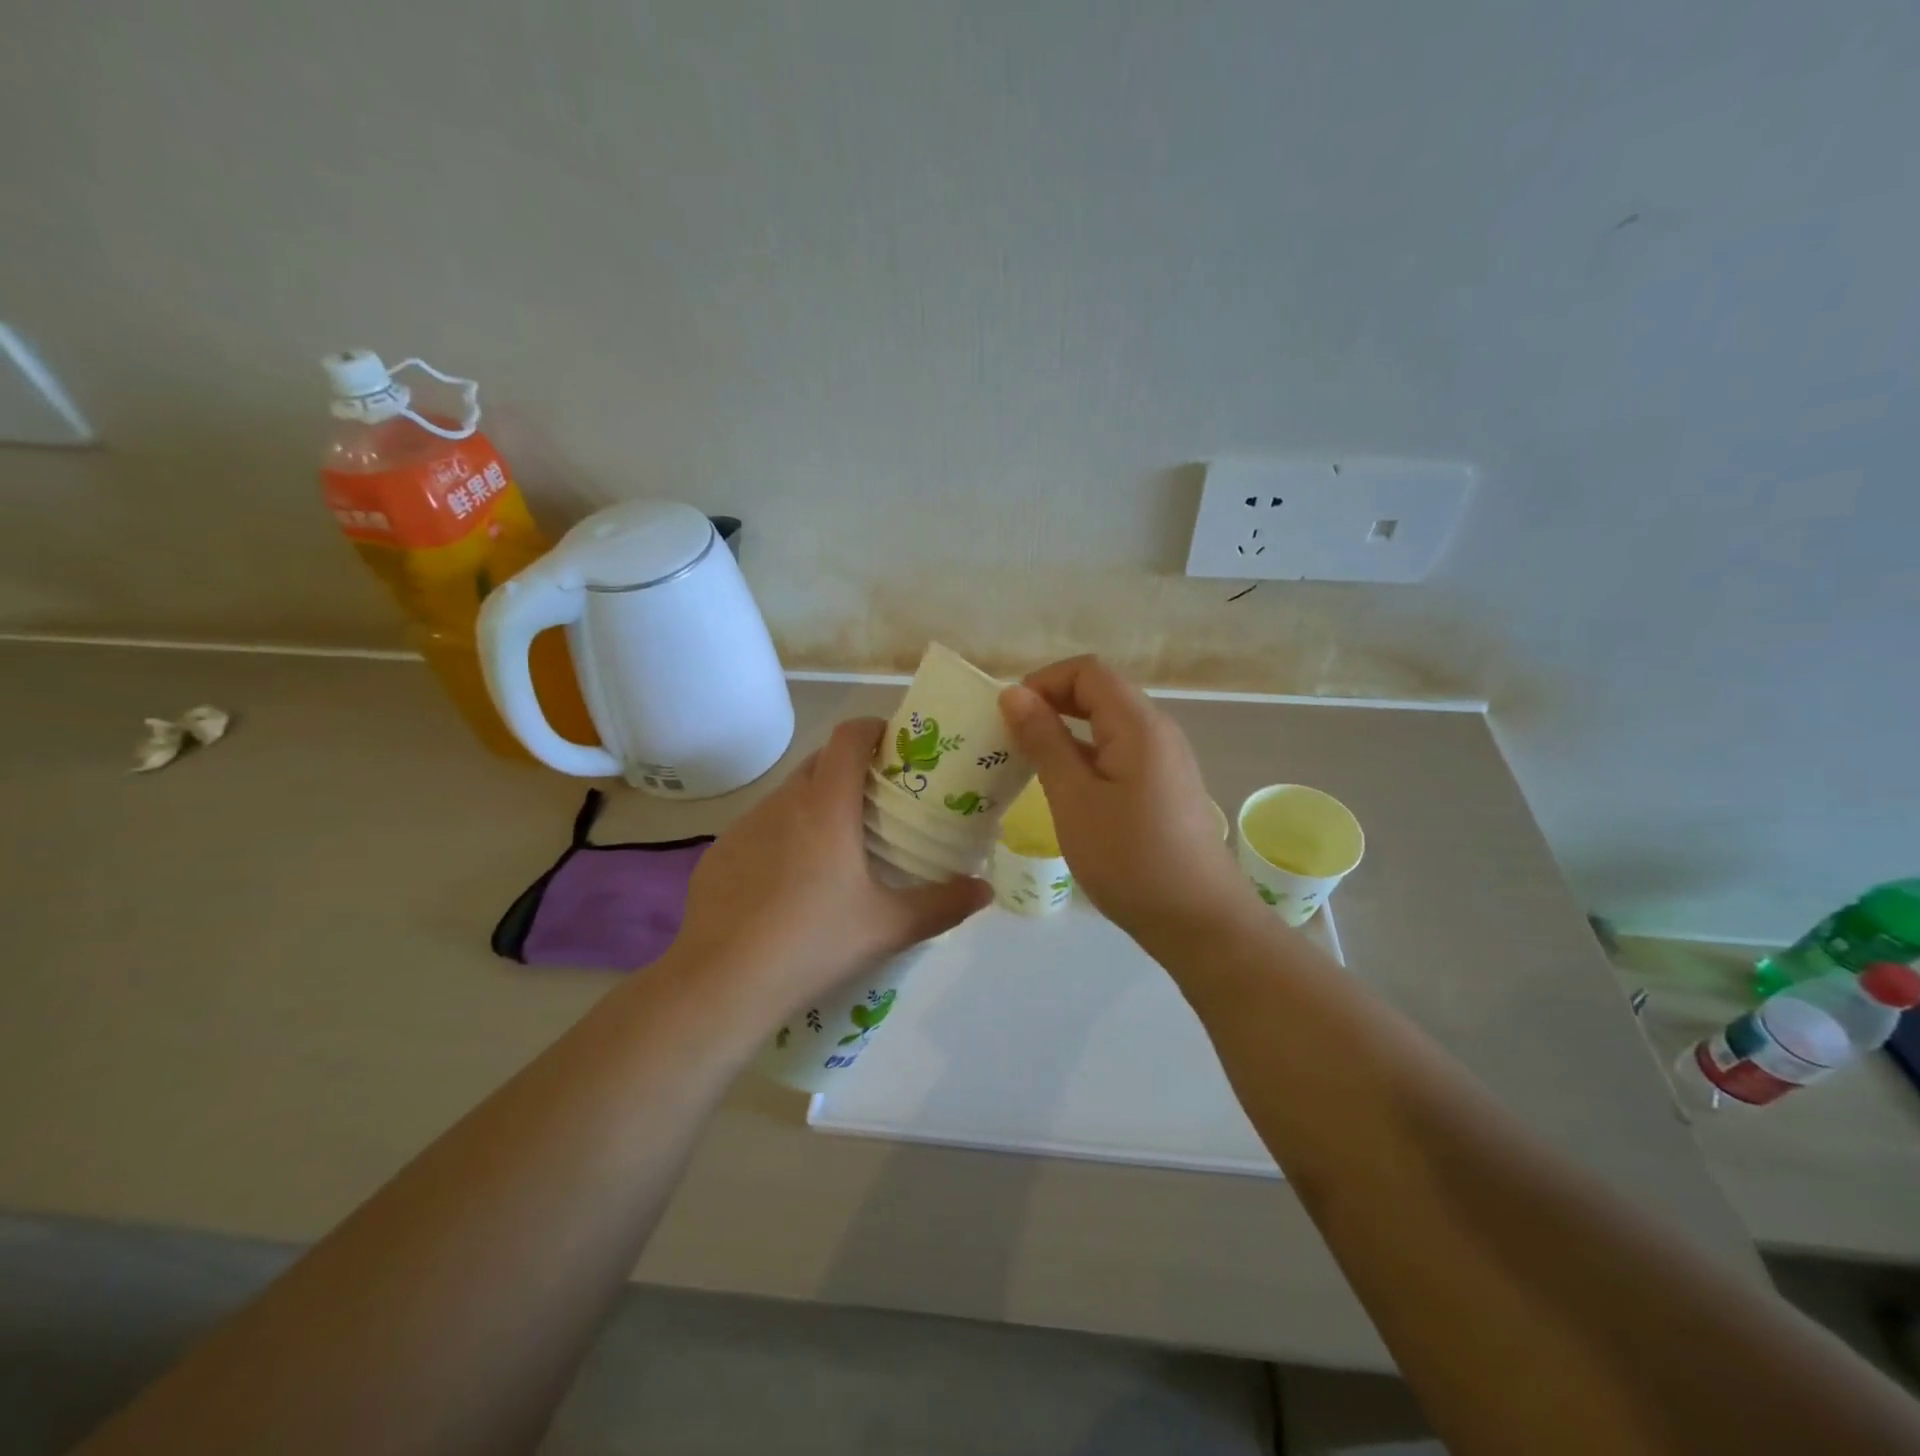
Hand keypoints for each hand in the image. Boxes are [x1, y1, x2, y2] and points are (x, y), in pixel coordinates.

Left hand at [674, 718, 990, 1014]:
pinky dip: (783, 835)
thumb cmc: (814, 942)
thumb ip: (943, 904)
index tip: (896, 747)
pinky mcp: (720, 853)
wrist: (722, 982)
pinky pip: (760, 827)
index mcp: (826, 806)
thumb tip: (985, 889)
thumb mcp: (888, 927)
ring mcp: (745, 826)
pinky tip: (789, 882)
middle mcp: (783, 802)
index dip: (873, 728)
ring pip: (788, 795)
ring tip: (836, 846)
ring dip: (815, 803)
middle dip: (850, 768)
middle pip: (820, 761)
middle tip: (878, 803)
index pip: (848, 737)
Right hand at [999, 656, 1244, 945]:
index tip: (1009, 716)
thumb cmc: (1130, 858)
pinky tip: (1066, 790)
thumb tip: (1014, 693)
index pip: (1088, 671)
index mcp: (1139, 724)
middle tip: (1012, 739)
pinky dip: (1087, 757)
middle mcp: (1158, 731)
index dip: (1044, 681)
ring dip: (1067, 732)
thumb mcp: (1074, 798)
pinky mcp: (1166, 788)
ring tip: (1030, 764)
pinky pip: (1120, 752)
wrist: (1199, 921)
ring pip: (1110, 724)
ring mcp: (1166, 761)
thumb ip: (1044, 740)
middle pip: (1101, 692)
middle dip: (1052, 704)